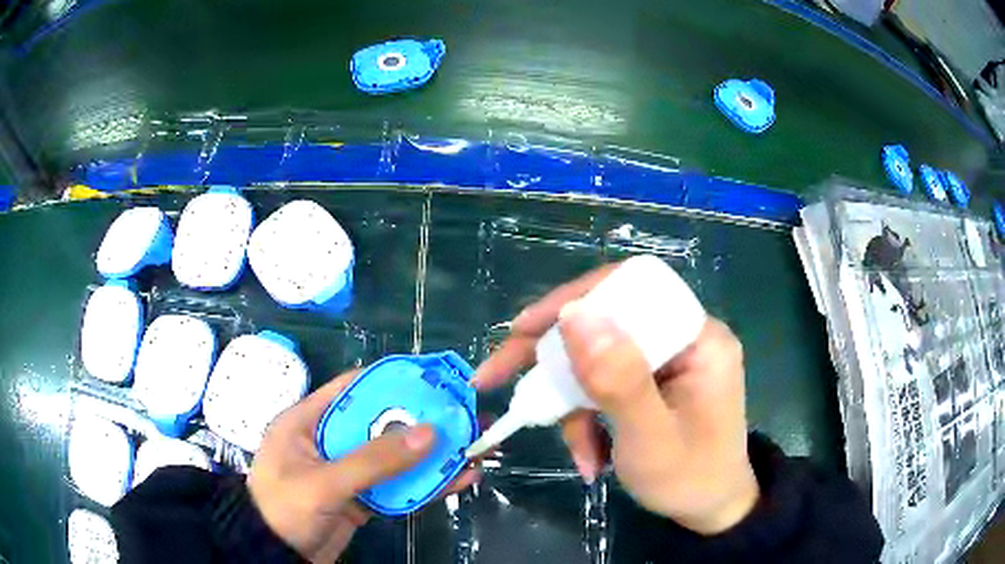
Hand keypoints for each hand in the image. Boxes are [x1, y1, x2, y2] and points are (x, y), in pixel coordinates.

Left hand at [248, 369, 479, 562]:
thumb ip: (373, 460)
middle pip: (382, 424)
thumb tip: (430, 432)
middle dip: (423, 422)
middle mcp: (329, 440)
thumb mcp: (323, 483)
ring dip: (432, 456)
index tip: (433, 381)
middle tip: (465, 417)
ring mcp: (347, 472)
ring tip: (475, 448)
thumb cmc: (284, 509)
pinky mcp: (361, 498)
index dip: (392, 381)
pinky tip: (458, 480)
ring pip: (395, 457)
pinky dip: (426, 484)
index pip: (353, 388)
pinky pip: (397, 486)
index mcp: (308, 420)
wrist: (275, 555)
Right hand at [473, 264, 758, 534]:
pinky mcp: (654, 379)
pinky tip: (589, 453)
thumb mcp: (650, 439)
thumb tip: (572, 312)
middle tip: (499, 377)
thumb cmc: (689, 480)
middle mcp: (684, 336)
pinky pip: (605, 381)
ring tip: (577, 451)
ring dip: (571, 402)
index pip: (630, 289)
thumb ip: (617, 379)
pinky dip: (586, 415)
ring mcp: (669, 358)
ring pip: (598, 357)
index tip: (524, 330)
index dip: (573, 301)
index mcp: (698, 338)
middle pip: (606, 321)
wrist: (711, 509)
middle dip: (554, 358)